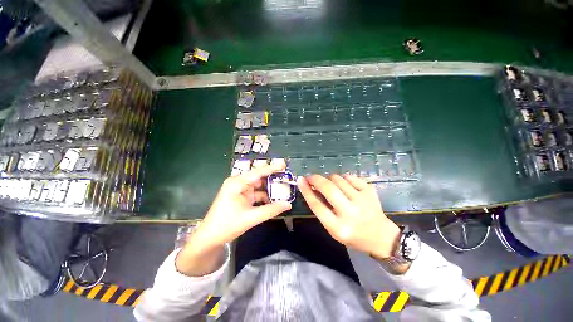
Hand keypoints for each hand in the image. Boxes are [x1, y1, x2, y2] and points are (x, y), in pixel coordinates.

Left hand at [177, 162, 291, 275]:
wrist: (210, 238)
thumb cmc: (227, 225)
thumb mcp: (251, 217)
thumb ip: (271, 210)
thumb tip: (288, 204)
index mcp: (237, 183)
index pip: (258, 172)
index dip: (272, 168)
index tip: (284, 164)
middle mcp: (239, 183)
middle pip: (259, 177)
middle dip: (273, 178)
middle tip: (287, 177)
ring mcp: (240, 190)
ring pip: (259, 186)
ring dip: (270, 188)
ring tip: (284, 188)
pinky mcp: (242, 197)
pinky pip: (256, 193)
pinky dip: (265, 196)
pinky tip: (275, 199)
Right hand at [297, 174, 400, 259]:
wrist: (381, 237)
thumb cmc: (353, 235)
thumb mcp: (333, 229)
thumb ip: (321, 209)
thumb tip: (310, 188)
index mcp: (338, 227)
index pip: (317, 205)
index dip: (306, 190)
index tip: (300, 180)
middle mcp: (350, 213)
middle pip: (328, 189)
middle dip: (316, 179)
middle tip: (310, 177)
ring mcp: (362, 201)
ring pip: (338, 179)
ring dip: (329, 179)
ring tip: (329, 184)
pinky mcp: (370, 191)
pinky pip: (350, 177)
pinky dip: (343, 178)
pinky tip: (343, 185)